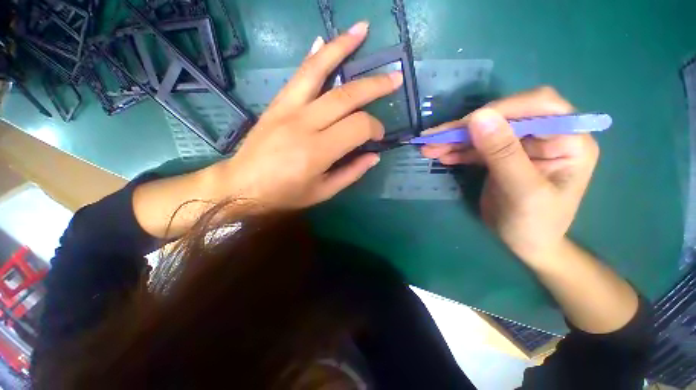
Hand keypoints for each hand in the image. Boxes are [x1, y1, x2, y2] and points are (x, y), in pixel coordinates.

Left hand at [212, 22, 402, 210]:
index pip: (358, 127)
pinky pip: (298, 75)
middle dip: (374, 85)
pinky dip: (313, 56)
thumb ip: (351, 173)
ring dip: (342, 47)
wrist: (242, 186)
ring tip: (362, 30)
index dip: (374, 128)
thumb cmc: (285, 194)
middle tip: (395, 79)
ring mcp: (287, 109)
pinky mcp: (276, 104)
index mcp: (318, 151)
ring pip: (318, 70)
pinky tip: (324, 41)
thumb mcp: (323, 192)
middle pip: (346, 96)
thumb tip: (374, 155)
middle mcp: (304, 124)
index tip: (378, 136)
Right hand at [421, 87, 599, 262]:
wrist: (526, 244)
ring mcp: (520, 145)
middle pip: (503, 117)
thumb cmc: (535, 224)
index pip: (539, 105)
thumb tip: (479, 116)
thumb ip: (503, 154)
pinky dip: (457, 150)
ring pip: (484, 131)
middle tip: (433, 138)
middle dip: (466, 127)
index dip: (502, 108)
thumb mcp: (522, 191)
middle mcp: (545, 136)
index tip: (465, 125)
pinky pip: (476, 147)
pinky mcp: (500, 156)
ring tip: (428, 148)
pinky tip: (441, 155)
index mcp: (568, 140)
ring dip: (455, 139)